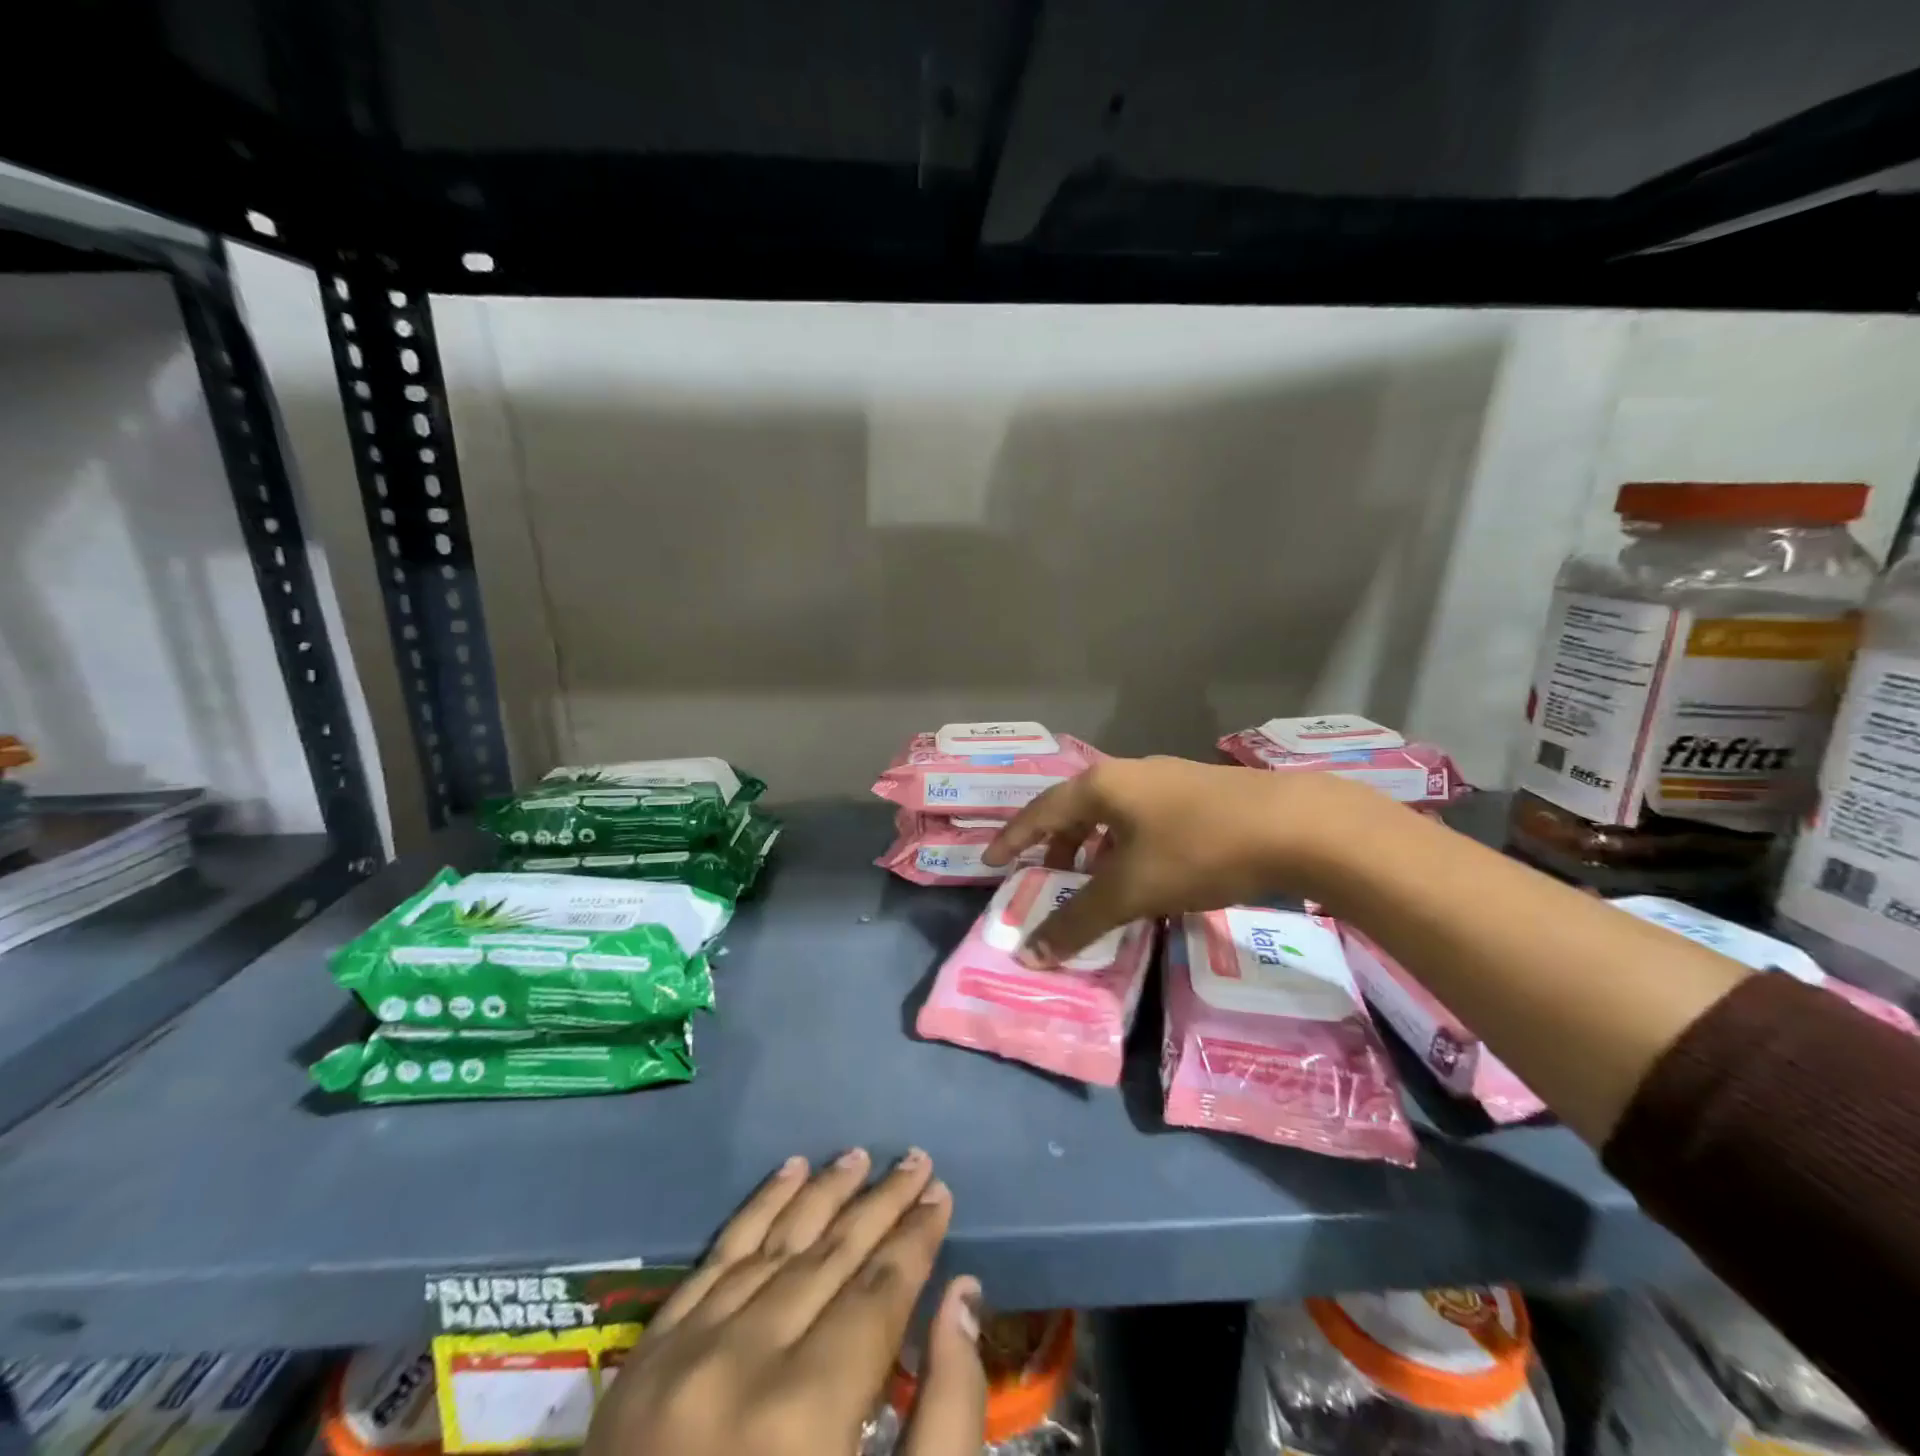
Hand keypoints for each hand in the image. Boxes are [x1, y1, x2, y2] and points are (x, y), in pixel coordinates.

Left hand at [587, 1150, 985, 1455]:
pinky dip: (755, 1209)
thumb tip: (961, 1298)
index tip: (941, 1192)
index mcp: (805, 1415)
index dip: (916, 1237)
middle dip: (880, 1203)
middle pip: (830, 1255)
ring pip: (773, 1242)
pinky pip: (713, 1259)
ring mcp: (684, 1355)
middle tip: (914, 1159)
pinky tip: (786, 1172)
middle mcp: (743, 1362)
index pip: (878, 1291)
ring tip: (858, 1156)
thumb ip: (943, 1416)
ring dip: (821, 1193)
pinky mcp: (644, 1360)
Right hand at [984, 755, 1387, 962]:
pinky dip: (1127, 844)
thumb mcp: (1132, 890)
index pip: (1041, 811)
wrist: (1296, 826)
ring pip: (1114, 813)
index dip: (1014, 838)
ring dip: (1095, 845)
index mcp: (1101, 786)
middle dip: (1057, 844)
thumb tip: (1029, 956)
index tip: (992, 861)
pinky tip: (1146, 870)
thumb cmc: (1197, 850)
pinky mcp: (1200, 793)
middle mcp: (1129, 774)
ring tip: (1096, 879)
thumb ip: (1078, 922)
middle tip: (1047, 876)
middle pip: (1076, 807)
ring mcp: (1168, 779)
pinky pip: (1143, 818)